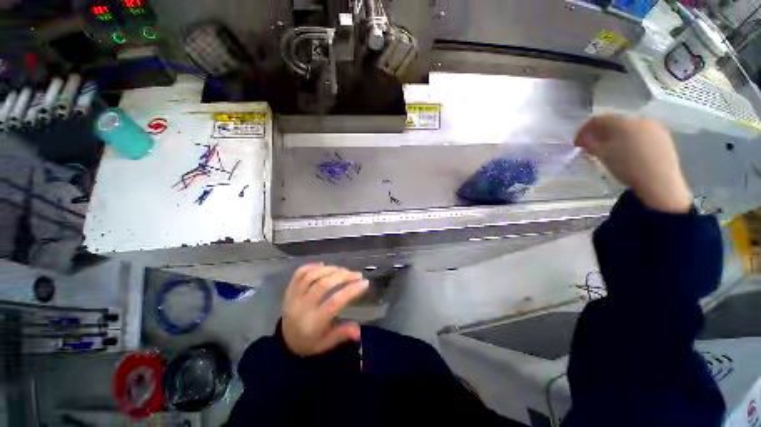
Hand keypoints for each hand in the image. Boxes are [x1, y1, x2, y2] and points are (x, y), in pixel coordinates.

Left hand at [281, 264, 368, 356]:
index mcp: (313, 322)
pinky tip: (323, 265)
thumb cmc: (310, 343)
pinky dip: (312, 266)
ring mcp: (293, 296)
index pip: (334, 302)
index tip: (365, 283)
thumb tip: (360, 329)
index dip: (351, 290)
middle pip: (323, 284)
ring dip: (330, 269)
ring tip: (343, 270)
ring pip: (312, 275)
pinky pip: (299, 273)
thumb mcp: (327, 344)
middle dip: (343, 276)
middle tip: (356, 274)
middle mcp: (302, 306)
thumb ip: (343, 334)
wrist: (285, 342)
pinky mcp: (289, 290)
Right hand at [575, 115, 692, 213]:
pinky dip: (630, 139)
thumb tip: (584, 140)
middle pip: (614, 122)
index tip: (577, 143)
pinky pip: (641, 133)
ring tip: (610, 150)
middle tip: (592, 146)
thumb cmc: (627, 167)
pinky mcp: (663, 136)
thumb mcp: (602, 156)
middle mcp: (639, 119)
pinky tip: (628, 152)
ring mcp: (654, 126)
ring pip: (628, 127)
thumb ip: (590, 144)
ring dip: (615, 136)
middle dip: (600, 133)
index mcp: (622, 122)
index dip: (583, 131)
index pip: (597, 120)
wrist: (660, 182)